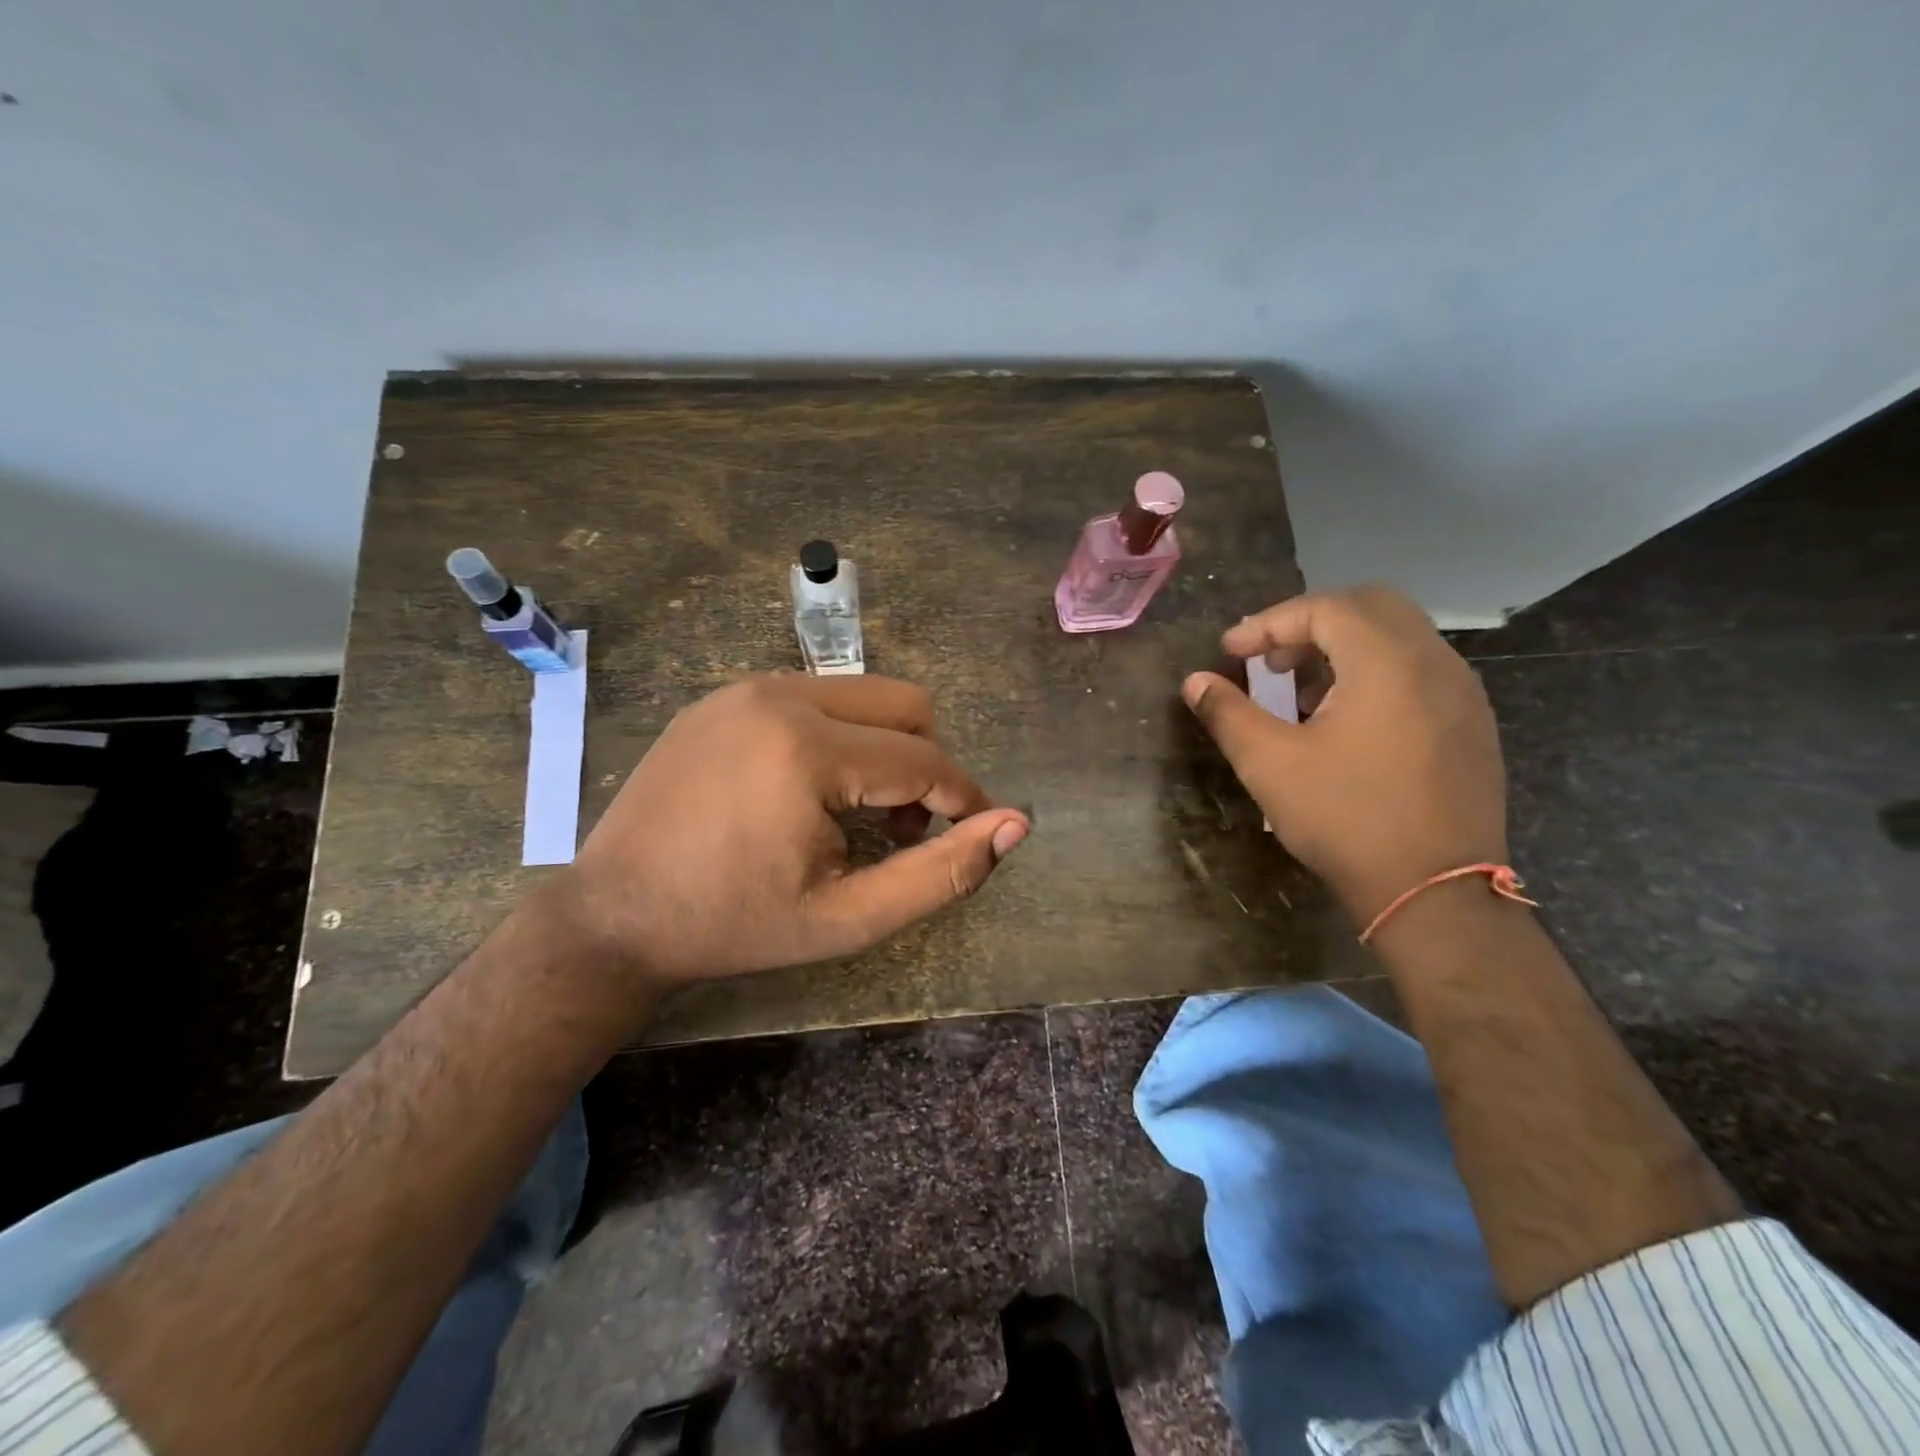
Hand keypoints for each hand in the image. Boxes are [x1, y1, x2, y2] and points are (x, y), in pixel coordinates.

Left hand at [557, 674, 1029, 987]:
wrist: (614, 916)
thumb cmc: (735, 926)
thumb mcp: (848, 919)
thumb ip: (940, 873)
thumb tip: (1016, 825)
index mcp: (807, 750)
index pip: (924, 759)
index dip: (963, 797)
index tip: (975, 831)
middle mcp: (779, 696)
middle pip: (904, 704)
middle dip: (926, 763)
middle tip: (903, 828)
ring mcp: (745, 688)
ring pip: (862, 694)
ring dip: (885, 746)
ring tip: (858, 811)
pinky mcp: (723, 695)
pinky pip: (814, 698)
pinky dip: (839, 735)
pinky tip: (810, 790)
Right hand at [1181, 586, 1507, 923]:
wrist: (1436, 892)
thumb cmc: (1346, 818)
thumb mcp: (1270, 764)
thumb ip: (1228, 713)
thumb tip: (1194, 682)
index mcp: (1387, 661)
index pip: (1324, 608)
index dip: (1268, 623)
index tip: (1230, 652)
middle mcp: (1434, 662)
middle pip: (1369, 607)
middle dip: (1310, 623)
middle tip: (1270, 661)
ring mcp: (1462, 693)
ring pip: (1399, 638)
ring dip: (1344, 648)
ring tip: (1302, 694)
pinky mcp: (1472, 725)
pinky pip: (1420, 671)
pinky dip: (1376, 673)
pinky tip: (1348, 722)